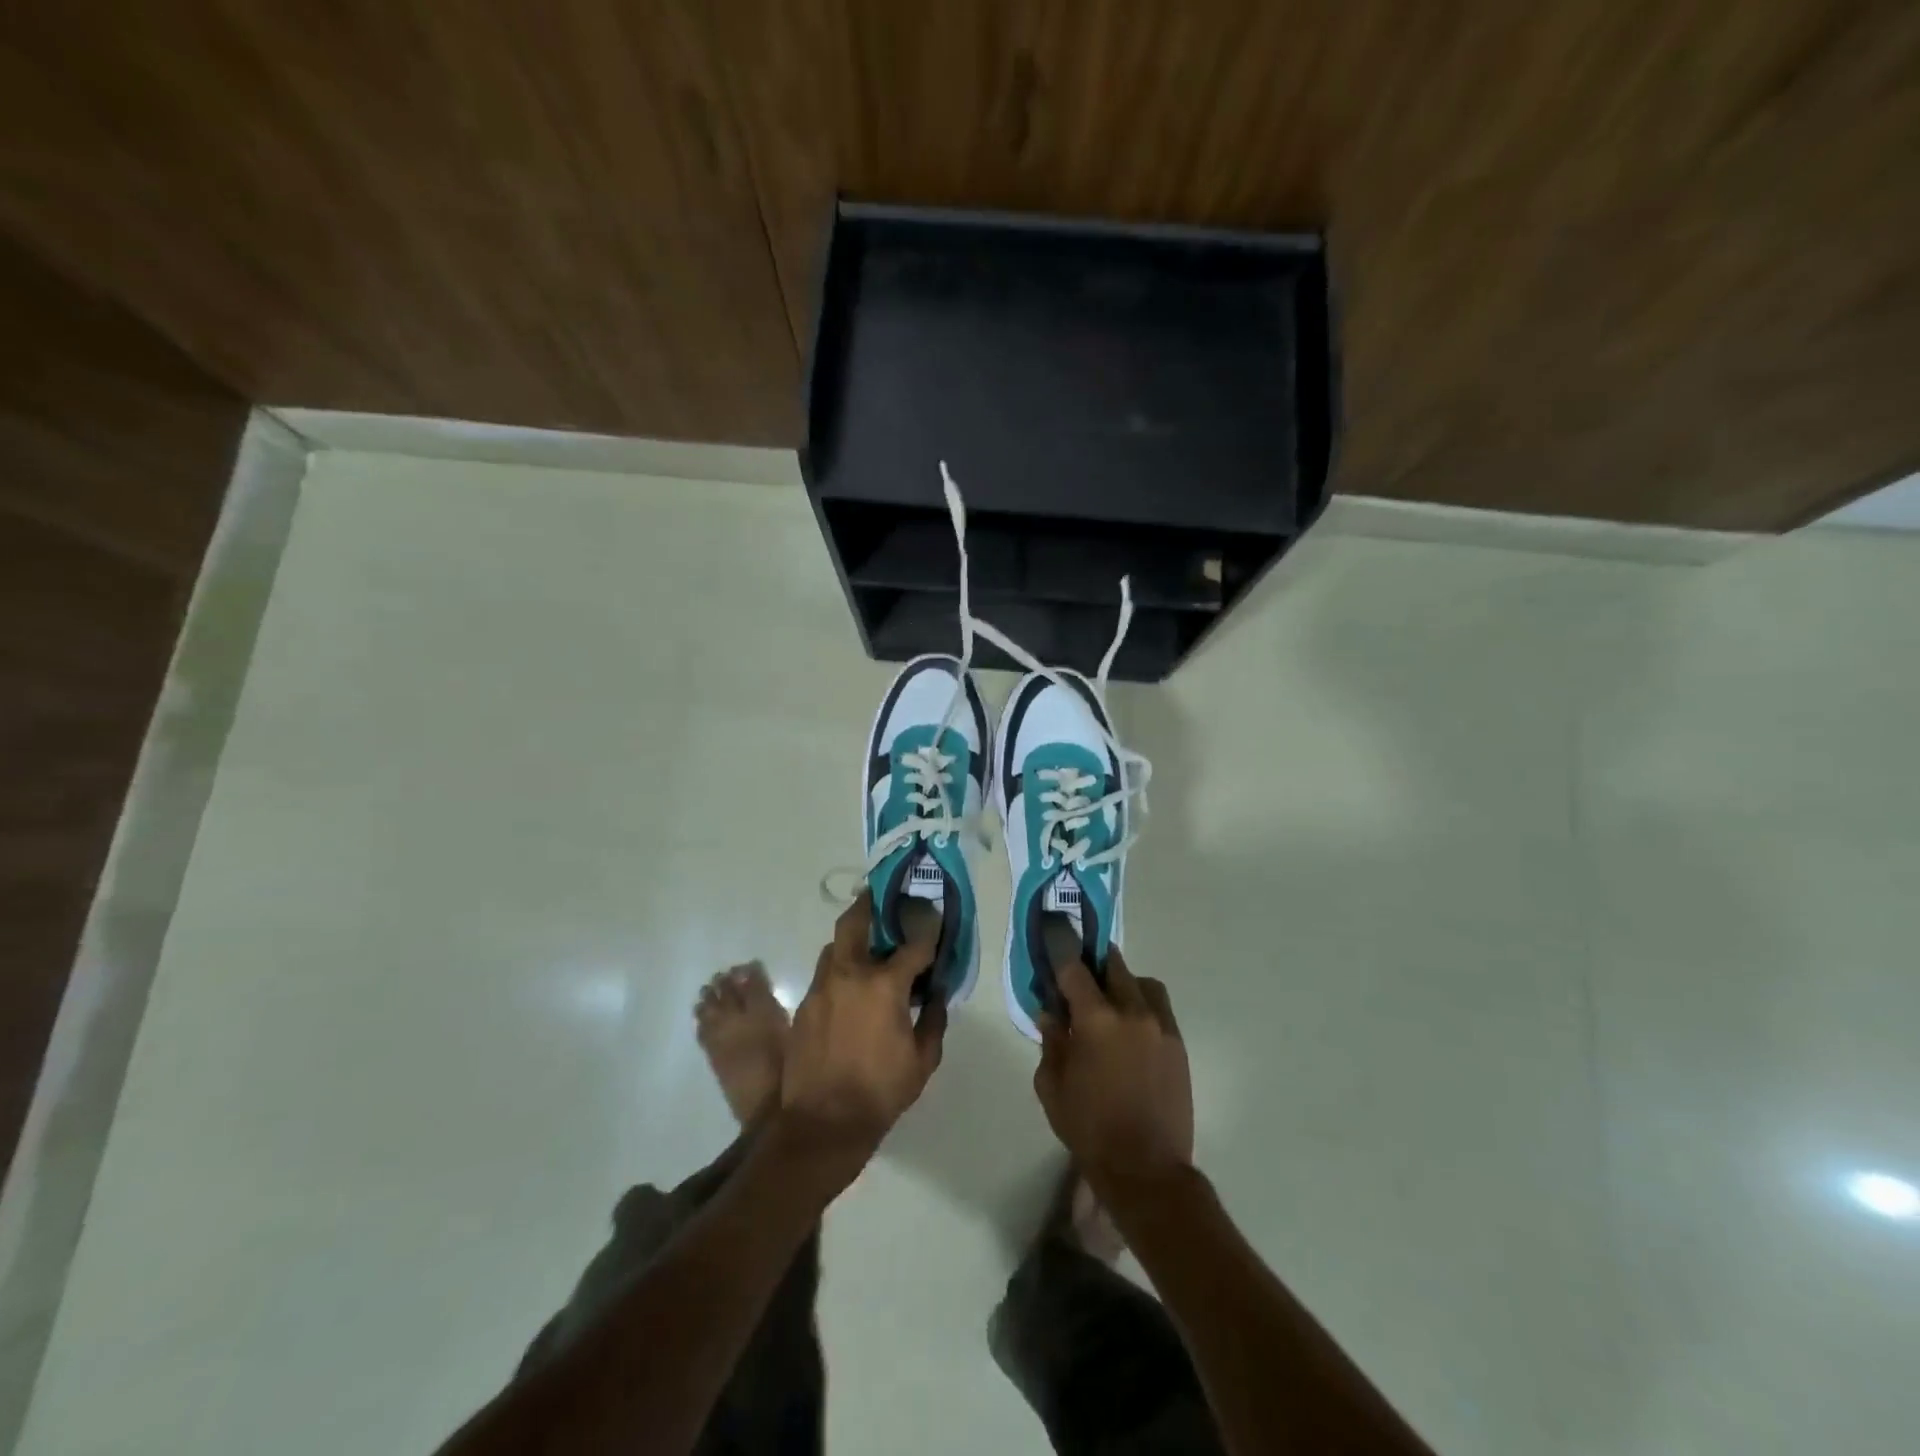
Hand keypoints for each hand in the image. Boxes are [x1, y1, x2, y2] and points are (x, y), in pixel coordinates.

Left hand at [779, 894, 947, 1165]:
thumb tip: (939, 992)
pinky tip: (851, 987)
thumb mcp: (923, 1059)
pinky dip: (840, 970)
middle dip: (870, 904)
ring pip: (834, 945)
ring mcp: (821, 987)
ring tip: (869, 946)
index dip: (928, 928)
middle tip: (883, 900)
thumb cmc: (880, 1091)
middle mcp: (849, 974)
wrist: (822, 1124)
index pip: (913, 944)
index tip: (936, 918)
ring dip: (853, 939)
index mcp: (884, 985)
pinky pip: (824, 973)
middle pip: (855, 921)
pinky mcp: (804, 1004)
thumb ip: (935, 1018)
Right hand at [1033, 947, 1193, 1188]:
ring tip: (1111, 1003)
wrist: (1146, 1169)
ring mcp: (1161, 1026)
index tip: (1054, 945)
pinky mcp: (1179, 1044)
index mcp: (1097, 1020)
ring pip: (1143, 982)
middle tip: (1081, 978)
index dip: (1062, 954)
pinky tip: (1131, 1030)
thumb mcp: (1052, 1086)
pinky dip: (1143, 1005)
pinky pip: (1160, 1007)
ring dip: (1124, 983)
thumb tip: (1051, 1014)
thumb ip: (1051, 1042)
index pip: (1075, 969)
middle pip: (1113, 966)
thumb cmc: (1089, 1128)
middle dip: (1094, 965)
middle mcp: (1132, 1012)